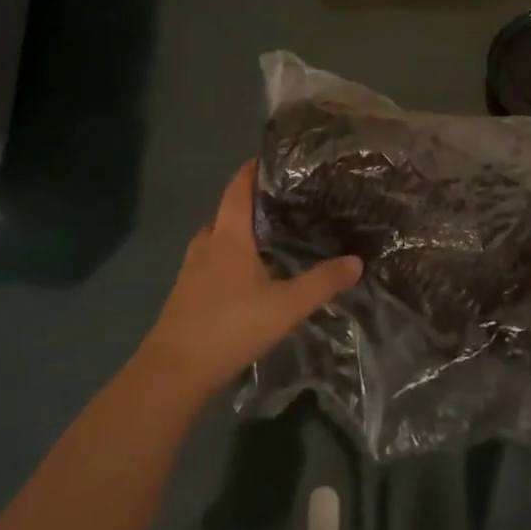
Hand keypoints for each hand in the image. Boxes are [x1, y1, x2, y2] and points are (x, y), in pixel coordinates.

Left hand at [136, 161, 362, 403]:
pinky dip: (231, 254)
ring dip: (241, 231)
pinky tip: (250, 272)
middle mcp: (207, 243)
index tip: (275, 157)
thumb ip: (322, 282)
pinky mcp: (187, 291)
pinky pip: (212, 259)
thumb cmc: (230, 326)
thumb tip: (357, 261)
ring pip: (219, 237)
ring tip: (271, 234)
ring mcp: (192, 268)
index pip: (239, 188)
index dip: (254, 169)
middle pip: (228, 211)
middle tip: (286, 200)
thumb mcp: (286, 306)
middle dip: (254, 202)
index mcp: (228, 236)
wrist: (174, 371)